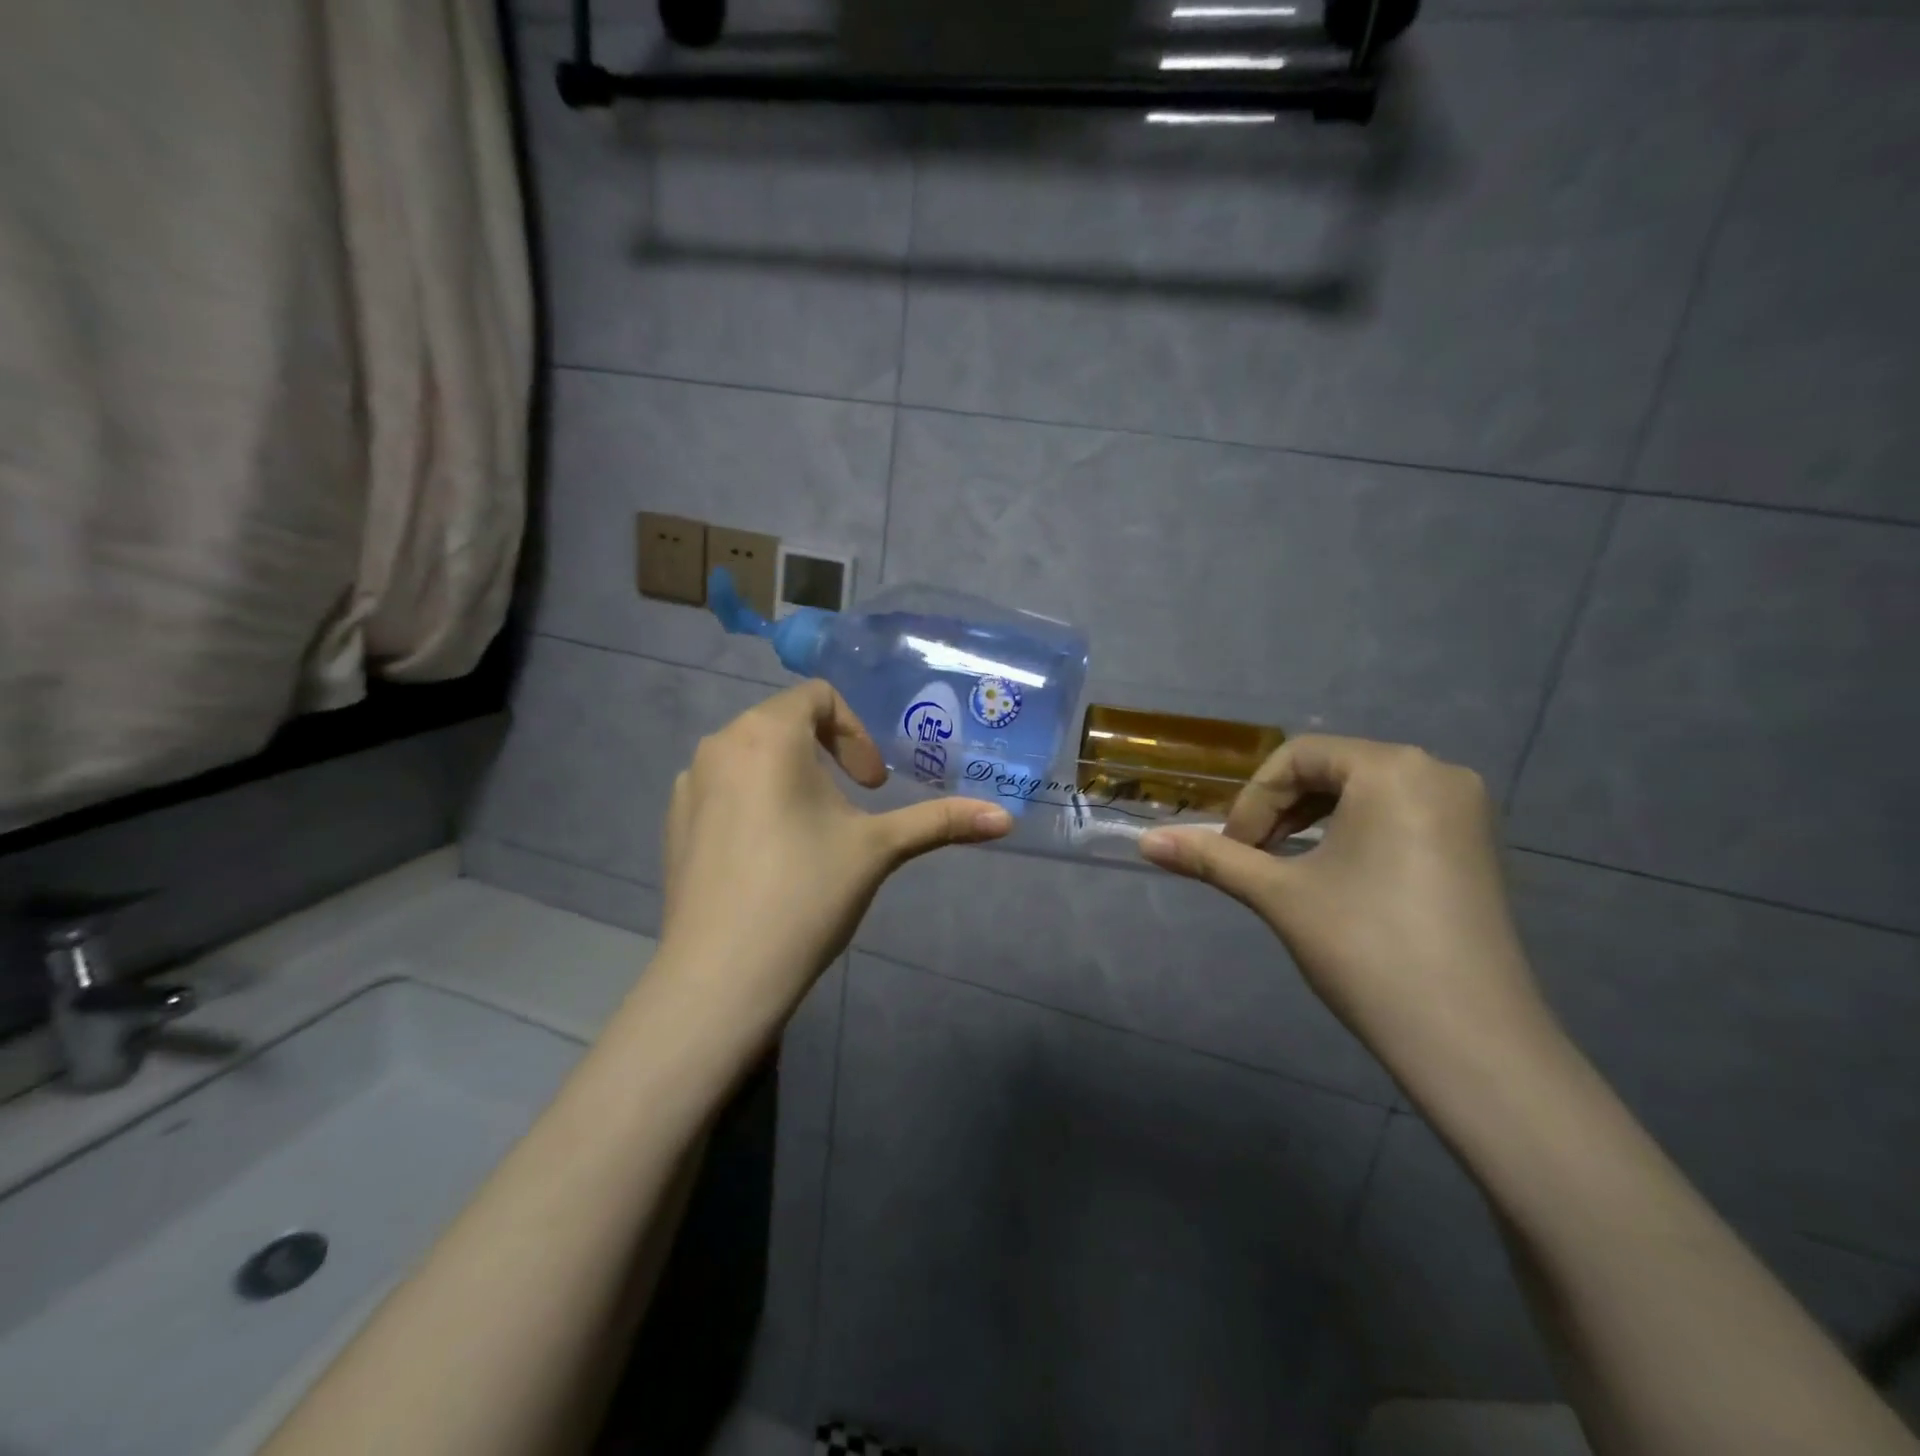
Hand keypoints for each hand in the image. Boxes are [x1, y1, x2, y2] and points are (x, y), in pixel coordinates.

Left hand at [658, 681, 1012, 1017]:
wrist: (722, 975)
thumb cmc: (806, 893)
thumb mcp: (878, 850)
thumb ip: (941, 822)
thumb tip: (1005, 818)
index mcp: (766, 734)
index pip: (818, 697)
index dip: (856, 733)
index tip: (874, 786)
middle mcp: (719, 745)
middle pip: (784, 723)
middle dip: (827, 754)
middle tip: (854, 805)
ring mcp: (689, 785)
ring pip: (752, 757)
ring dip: (791, 777)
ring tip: (814, 832)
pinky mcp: (674, 823)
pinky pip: (724, 789)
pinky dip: (755, 802)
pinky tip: (770, 858)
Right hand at [1138, 736, 1555, 1083]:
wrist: (1470, 1041)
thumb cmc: (1366, 948)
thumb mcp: (1279, 894)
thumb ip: (1211, 858)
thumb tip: (1145, 842)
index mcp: (1394, 769)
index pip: (1297, 757)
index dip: (1253, 800)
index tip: (1232, 850)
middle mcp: (1439, 774)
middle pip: (1332, 770)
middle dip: (1281, 810)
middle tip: (1251, 858)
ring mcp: (1466, 812)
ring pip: (1365, 794)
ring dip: (1313, 823)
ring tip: (1284, 869)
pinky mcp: (1477, 849)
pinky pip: (1399, 818)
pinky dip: (1354, 835)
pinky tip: (1335, 879)